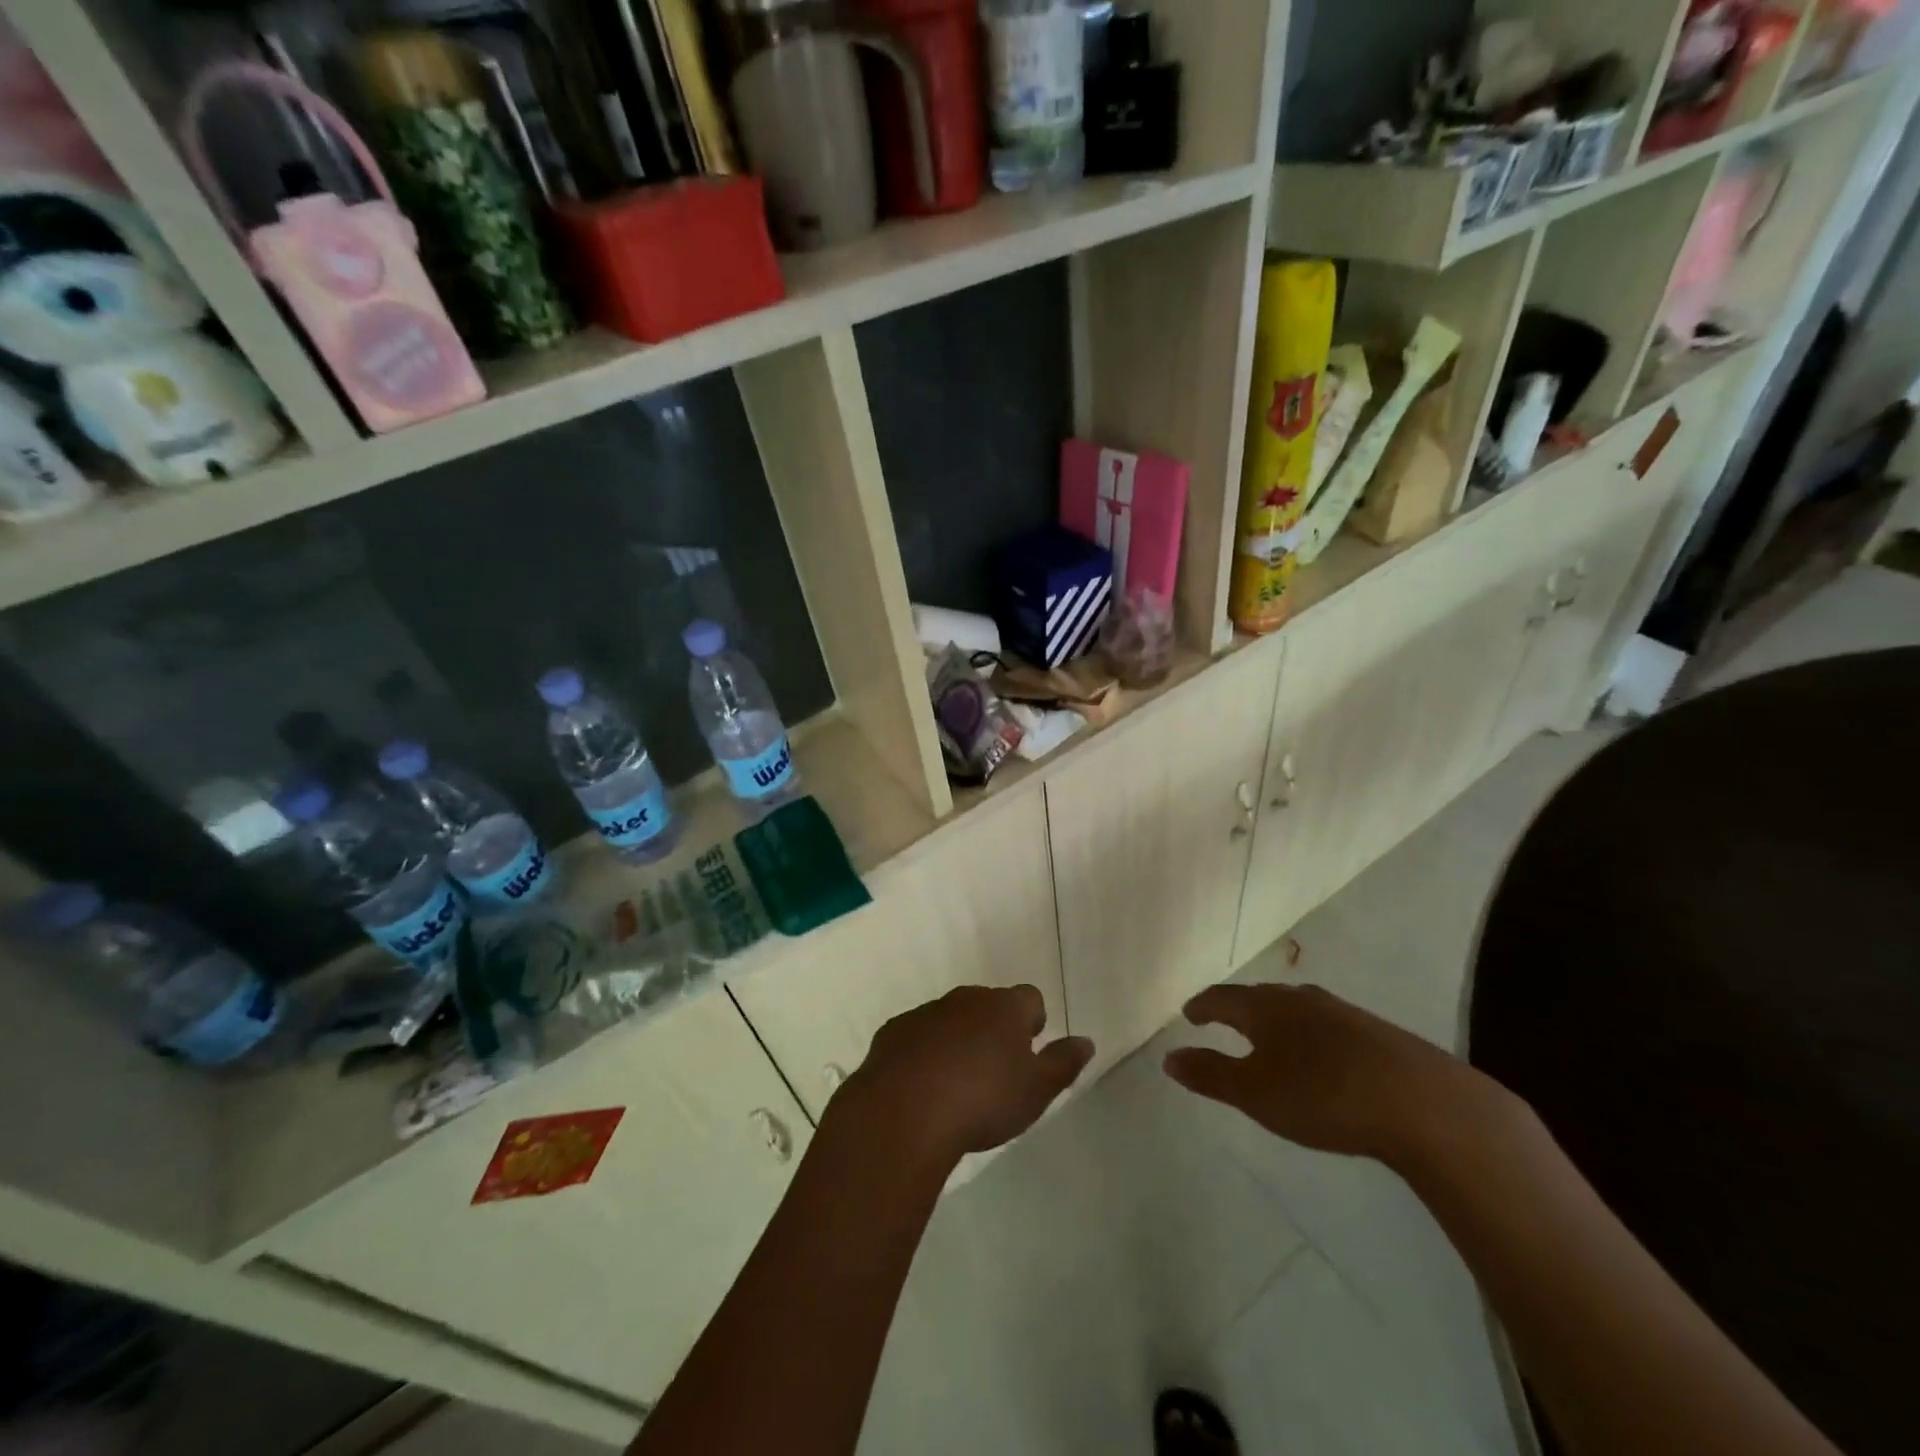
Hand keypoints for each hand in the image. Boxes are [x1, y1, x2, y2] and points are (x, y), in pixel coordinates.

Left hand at [835, 985, 1093, 1168]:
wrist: (904, 1111)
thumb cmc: (982, 1100)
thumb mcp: (1036, 1090)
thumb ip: (1063, 1063)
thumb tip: (1085, 1041)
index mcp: (1005, 1008)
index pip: (1030, 998)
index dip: (1033, 1021)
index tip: (1029, 1050)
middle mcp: (966, 999)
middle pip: (988, 1004)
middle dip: (994, 1028)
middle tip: (995, 1070)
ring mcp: (926, 1012)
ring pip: (951, 1018)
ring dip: (957, 1039)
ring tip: (957, 1083)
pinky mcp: (894, 1031)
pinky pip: (917, 1035)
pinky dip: (923, 1052)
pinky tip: (922, 1086)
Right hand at [1162, 982, 1494, 1164]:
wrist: (1425, 1104)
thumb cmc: (1323, 1095)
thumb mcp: (1255, 1093)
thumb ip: (1210, 1074)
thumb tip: (1168, 1058)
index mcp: (1266, 1007)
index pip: (1222, 998)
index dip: (1202, 1006)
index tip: (1189, 1014)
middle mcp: (1301, 999)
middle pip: (1259, 997)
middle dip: (1238, 1009)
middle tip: (1222, 1021)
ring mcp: (1343, 1013)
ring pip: (1296, 1009)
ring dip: (1275, 1020)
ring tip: (1268, 1037)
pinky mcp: (1376, 1034)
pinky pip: (1326, 1026)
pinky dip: (1309, 1035)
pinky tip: (1320, 1056)